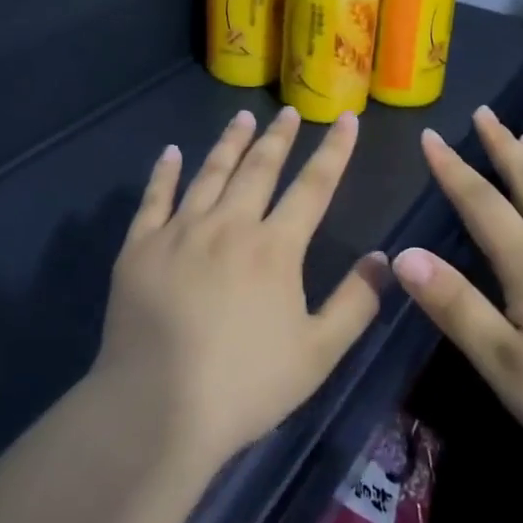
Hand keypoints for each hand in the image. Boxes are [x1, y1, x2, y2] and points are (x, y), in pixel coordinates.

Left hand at [93, 105, 388, 467]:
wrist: (156, 410)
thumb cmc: (246, 385)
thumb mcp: (318, 353)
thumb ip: (356, 303)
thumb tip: (384, 258)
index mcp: (275, 248)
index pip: (313, 187)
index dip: (334, 151)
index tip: (346, 119)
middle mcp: (229, 226)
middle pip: (259, 168)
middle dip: (279, 137)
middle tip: (290, 112)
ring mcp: (179, 233)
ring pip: (210, 173)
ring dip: (230, 143)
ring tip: (242, 117)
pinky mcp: (139, 249)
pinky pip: (154, 199)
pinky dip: (164, 173)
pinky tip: (170, 153)